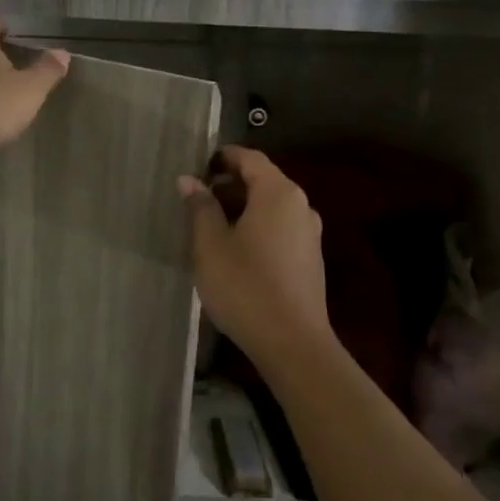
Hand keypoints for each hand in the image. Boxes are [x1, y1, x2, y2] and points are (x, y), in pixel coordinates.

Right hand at [180, 146, 336, 372]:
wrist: (293, 343)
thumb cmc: (245, 286)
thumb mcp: (211, 245)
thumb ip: (200, 207)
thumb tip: (189, 180)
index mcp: (278, 193)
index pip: (249, 158)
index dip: (222, 157)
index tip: (196, 166)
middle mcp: (300, 206)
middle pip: (263, 180)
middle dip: (230, 183)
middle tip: (196, 198)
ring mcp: (309, 233)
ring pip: (272, 206)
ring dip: (242, 207)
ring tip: (210, 225)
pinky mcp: (310, 258)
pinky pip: (280, 228)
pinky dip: (257, 226)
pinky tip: (236, 250)